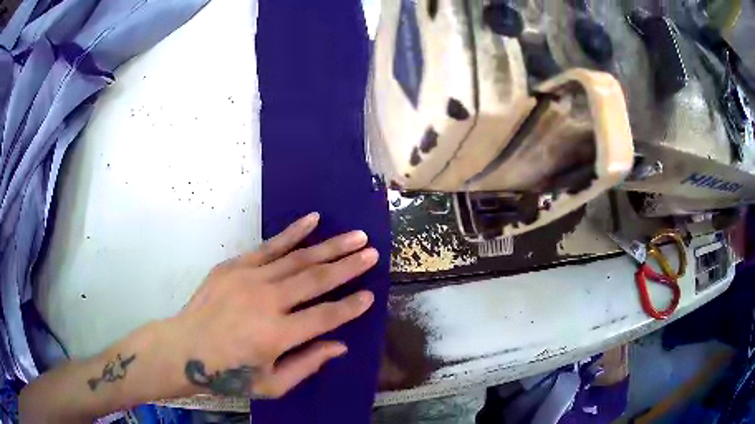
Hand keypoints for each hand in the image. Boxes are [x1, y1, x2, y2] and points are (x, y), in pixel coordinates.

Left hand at [169, 212, 376, 398]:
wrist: (184, 349)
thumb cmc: (228, 374)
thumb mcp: (272, 385)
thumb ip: (307, 364)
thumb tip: (340, 345)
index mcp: (277, 335)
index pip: (325, 316)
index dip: (351, 307)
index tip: (370, 295)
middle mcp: (267, 302)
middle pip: (316, 279)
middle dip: (349, 266)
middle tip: (373, 252)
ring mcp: (249, 278)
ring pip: (298, 258)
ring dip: (330, 246)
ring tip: (355, 236)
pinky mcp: (234, 266)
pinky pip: (269, 246)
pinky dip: (293, 232)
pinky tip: (313, 219)